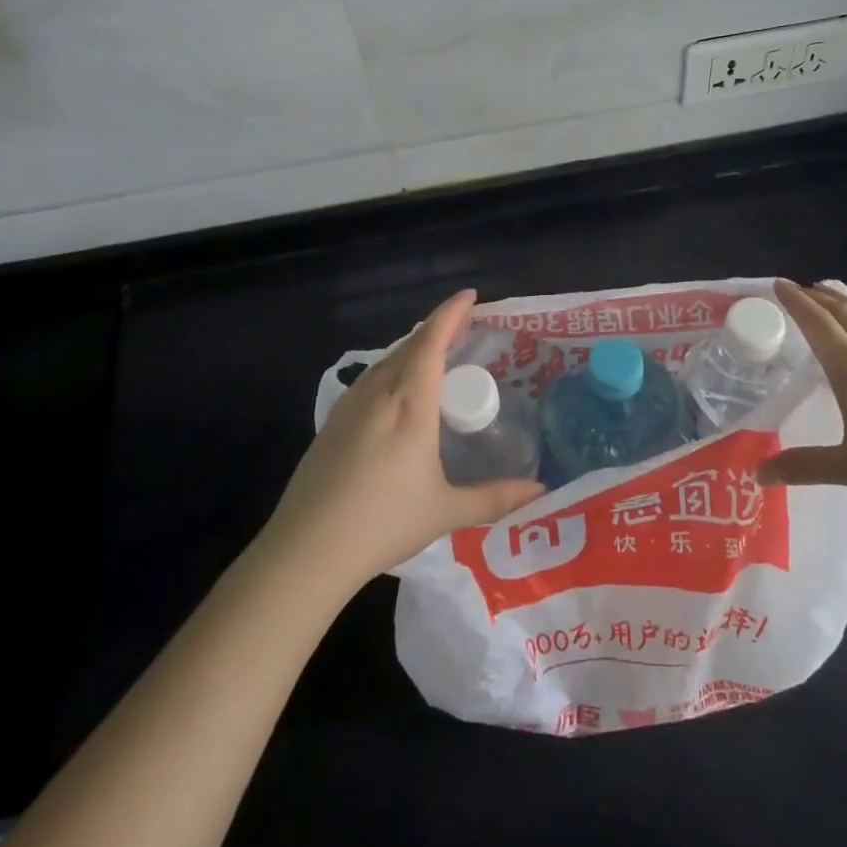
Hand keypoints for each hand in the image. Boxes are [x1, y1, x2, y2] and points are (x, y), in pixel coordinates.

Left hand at [265, 289, 544, 590]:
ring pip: (386, 362)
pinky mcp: (332, 423)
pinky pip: (370, 380)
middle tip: (465, 330)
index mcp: (409, 405)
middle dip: (438, 329)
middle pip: (409, 346)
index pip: (431, 343)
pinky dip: (393, 370)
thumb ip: (495, 498)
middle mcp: (378, 394)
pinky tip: (398, 393)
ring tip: (436, 358)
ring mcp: (349, 407)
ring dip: (413, 349)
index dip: (451, 314)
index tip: (469, 295)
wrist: (306, 550)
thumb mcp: (445, 512)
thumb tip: (540, 491)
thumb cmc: (382, 524)